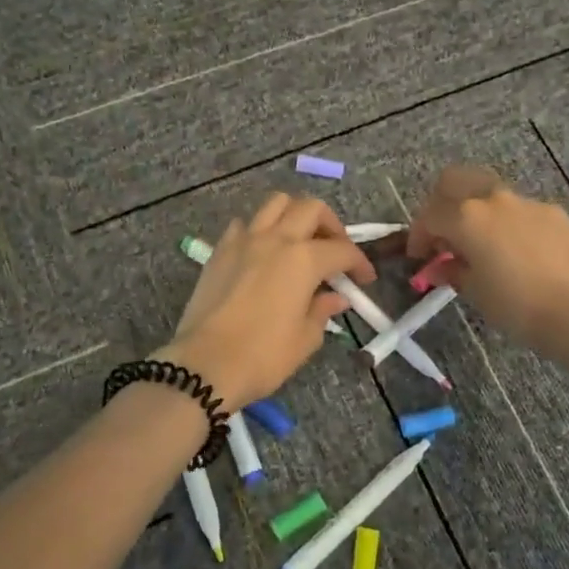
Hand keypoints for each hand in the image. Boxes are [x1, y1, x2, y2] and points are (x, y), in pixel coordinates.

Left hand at [159, 193, 372, 408]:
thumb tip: (336, 298)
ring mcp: (244, 240)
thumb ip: (323, 311)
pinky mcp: (219, 251)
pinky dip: (259, 230)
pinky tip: (262, 252)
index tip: (365, 280)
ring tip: (300, 241)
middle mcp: (276, 239)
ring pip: (275, 204)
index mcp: (303, 259)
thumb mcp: (305, 338)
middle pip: (311, 209)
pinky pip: (244, 224)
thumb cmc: (263, 356)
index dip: (359, 263)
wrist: (204, 365)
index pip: (342, 250)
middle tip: (335, 251)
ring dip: (295, 215)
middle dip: (331, 225)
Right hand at [406, 166, 568, 355]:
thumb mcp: (474, 291)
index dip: (418, 236)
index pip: (429, 216)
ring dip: (475, 210)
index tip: (419, 257)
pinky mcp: (552, 212)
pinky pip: (519, 209)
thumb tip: (440, 266)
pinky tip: (515, 250)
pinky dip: (506, 222)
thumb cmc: (515, 305)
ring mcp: (526, 202)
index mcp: (466, 217)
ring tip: (480, 241)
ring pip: (488, 192)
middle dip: (440, 202)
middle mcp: (493, 200)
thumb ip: (452, 270)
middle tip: (442, 232)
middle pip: (455, 180)